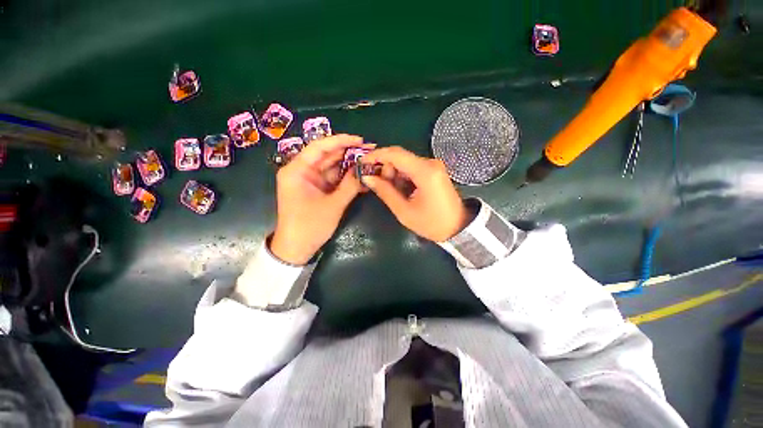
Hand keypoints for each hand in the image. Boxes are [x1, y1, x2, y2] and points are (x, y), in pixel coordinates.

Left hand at [270, 135, 372, 264]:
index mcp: (297, 170)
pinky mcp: (317, 189)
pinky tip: (360, 176)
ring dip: (349, 166)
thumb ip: (350, 186)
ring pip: (332, 167)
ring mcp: (310, 180)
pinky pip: (333, 179)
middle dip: (348, 153)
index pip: (319, 147)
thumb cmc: (310, 226)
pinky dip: (345, 178)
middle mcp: (302, 171)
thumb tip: (364, 170)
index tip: (360, 140)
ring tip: (368, 162)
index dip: (340, 141)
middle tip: (369, 151)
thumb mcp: (333, 205)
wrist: (297, 248)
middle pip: (327, 156)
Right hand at [361, 147, 468, 241]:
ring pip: (405, 162)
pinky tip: (399, 188)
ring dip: (392, 172)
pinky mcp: (433, 171)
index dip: (375, 156)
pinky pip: (412, 168)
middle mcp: (430, 163)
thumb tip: (367, 177)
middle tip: (377, 184)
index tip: (361, 163)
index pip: (395, 154)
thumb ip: (385, 192)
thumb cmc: (432, 223)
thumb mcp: (404, 211)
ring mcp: (433, 166)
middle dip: (384, 167)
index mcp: (424, 172)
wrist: (458, 227)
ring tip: (389, 190)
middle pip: (399, 156)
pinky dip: (401, 175)